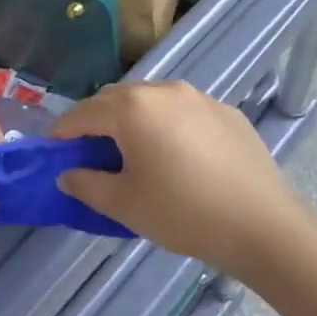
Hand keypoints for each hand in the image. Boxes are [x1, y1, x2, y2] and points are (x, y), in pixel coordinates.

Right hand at [52, 81, 297, 274]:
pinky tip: (178, 156)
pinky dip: (168, 124)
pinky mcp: (226, 111)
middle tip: (92, 155)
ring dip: (133, 119)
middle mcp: (162, 90)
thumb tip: (67, 173)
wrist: (263, 225)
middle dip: (96, 122)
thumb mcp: (124, 204)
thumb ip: (86, 184)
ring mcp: (198, 96)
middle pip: (115, 99)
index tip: (53, 153)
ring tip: (136, 152)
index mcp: (131, 108)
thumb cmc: (183, 213)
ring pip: (150, 100)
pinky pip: (183, 110)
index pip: (82, 113)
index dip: (62, 134)